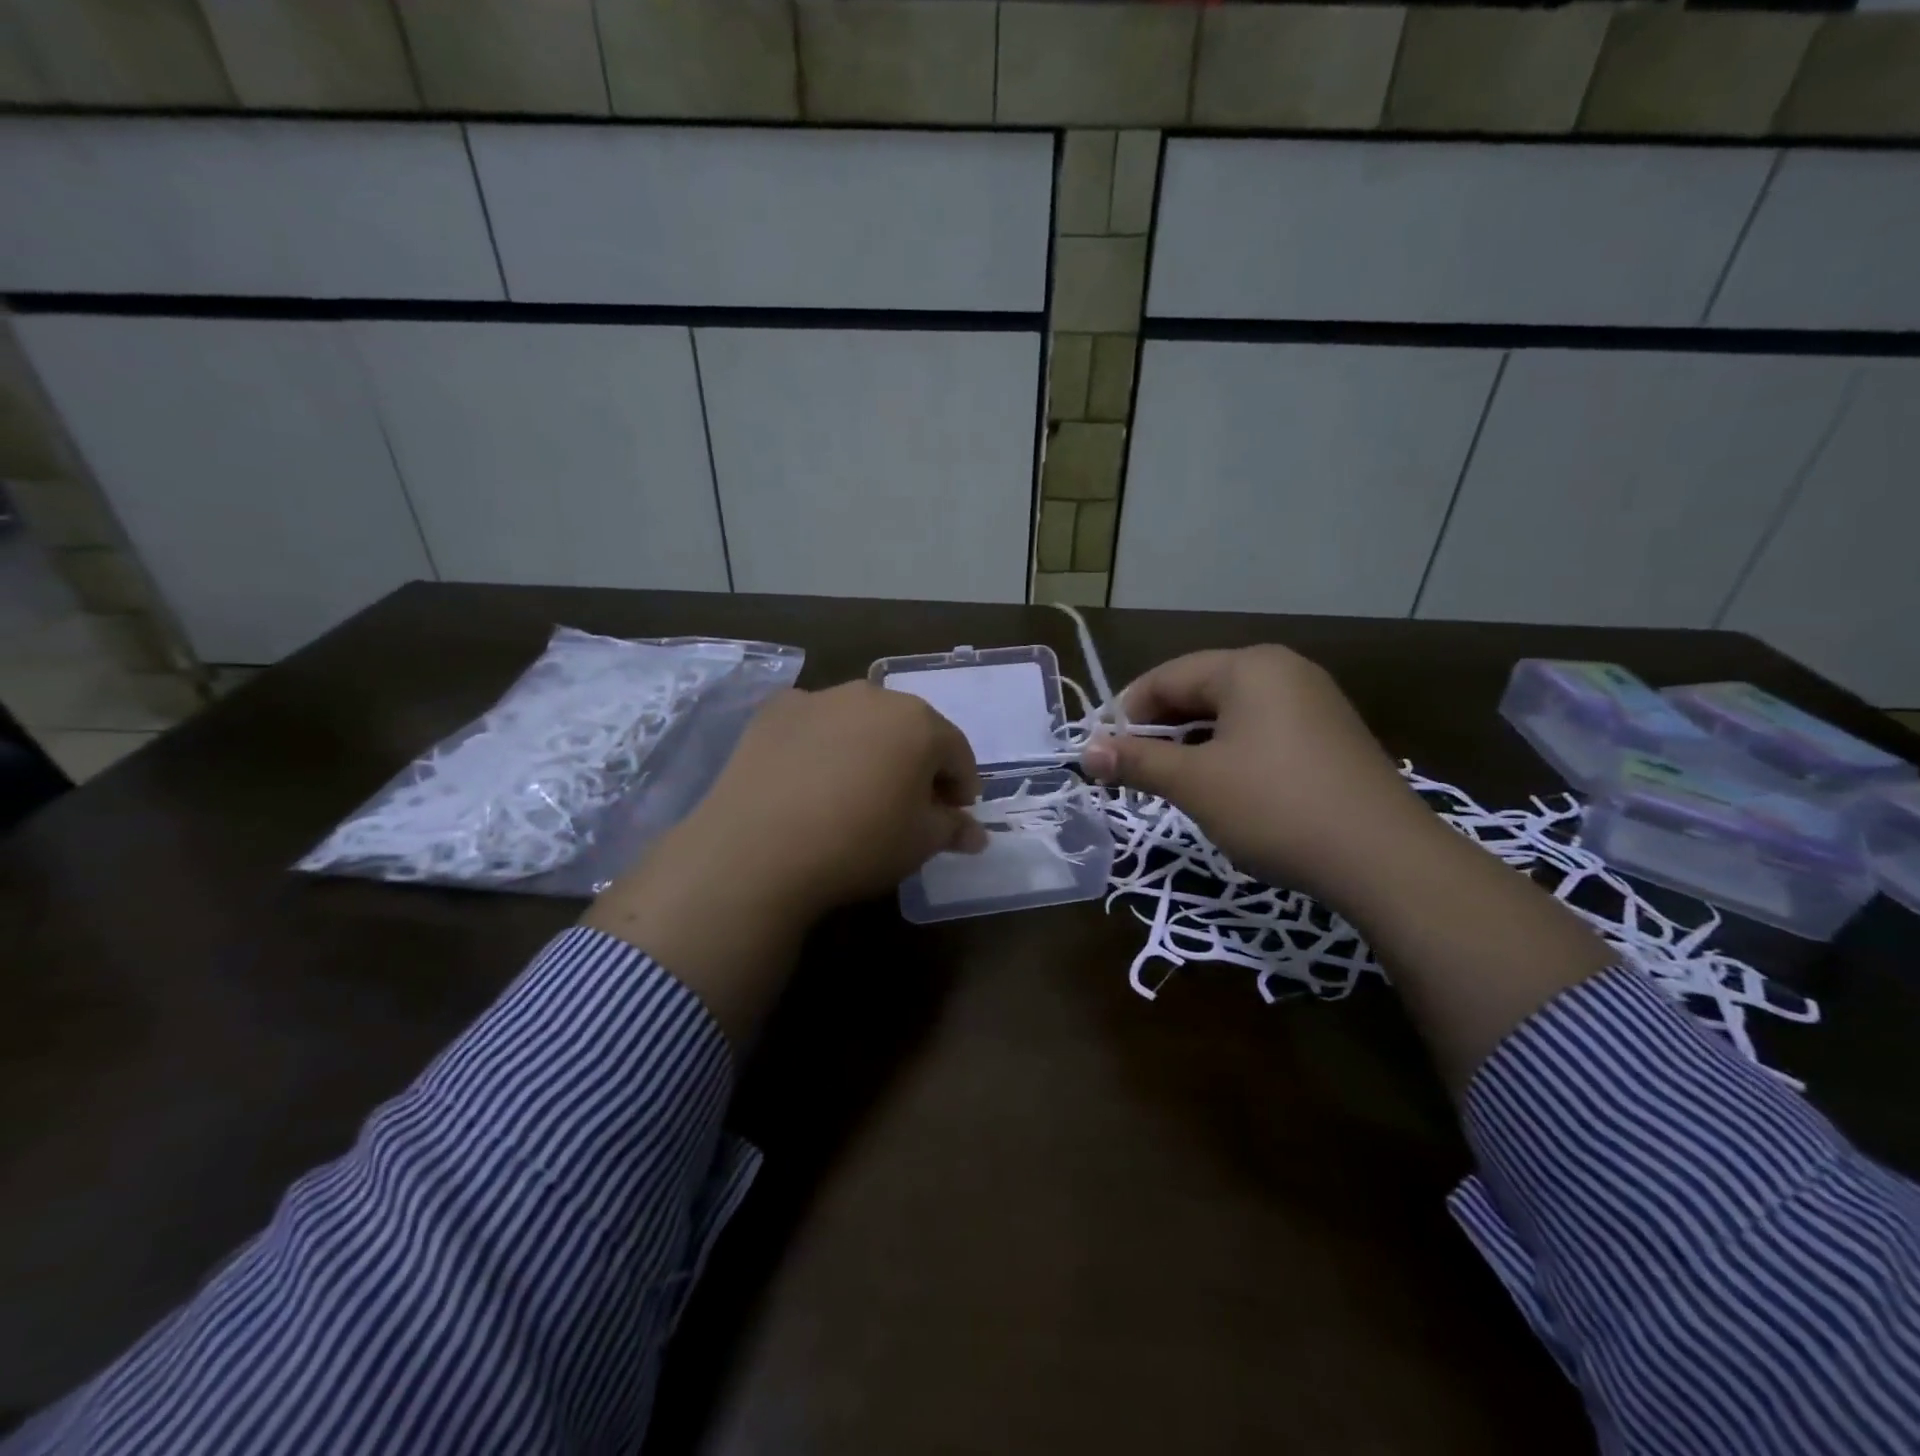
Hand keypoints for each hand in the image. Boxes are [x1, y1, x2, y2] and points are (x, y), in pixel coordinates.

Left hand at [675, 681, 986, 913]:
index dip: (961, 786)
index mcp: (919, 722)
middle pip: (909, 729)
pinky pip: (814, 725)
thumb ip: (954, 829)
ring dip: (869, 749)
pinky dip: (821, 745)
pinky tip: (808, 779)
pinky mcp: (775, 711)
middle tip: (908, 804)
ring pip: (860, 722)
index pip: (956, 752)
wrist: (759, 848)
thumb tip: (976, 834)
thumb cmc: (859, 842)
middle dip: (916, 763)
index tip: (953, 816)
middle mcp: (873, 696)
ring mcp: (820, 698)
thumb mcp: (920, 843)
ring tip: (854, 792)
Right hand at [1084, 646, 1610, 1094]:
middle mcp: (1284, 671)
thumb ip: (1136, 762)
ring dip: (1190, 743)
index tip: (1099, 752)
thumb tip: (1084, 753)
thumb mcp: (1195, 784)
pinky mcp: (1330, 736)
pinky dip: (1228, 752)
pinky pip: (1261, 731)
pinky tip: (1219, 786)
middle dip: (1158, 729)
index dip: (1125, 713)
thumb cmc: (1275, 807)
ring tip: (1167, 780)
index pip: (1166, 677)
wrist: (1385, 860)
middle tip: (1129, 769)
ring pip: (1230, 713)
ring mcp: (1314, 702)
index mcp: (1249, 666)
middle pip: (1199, 690)